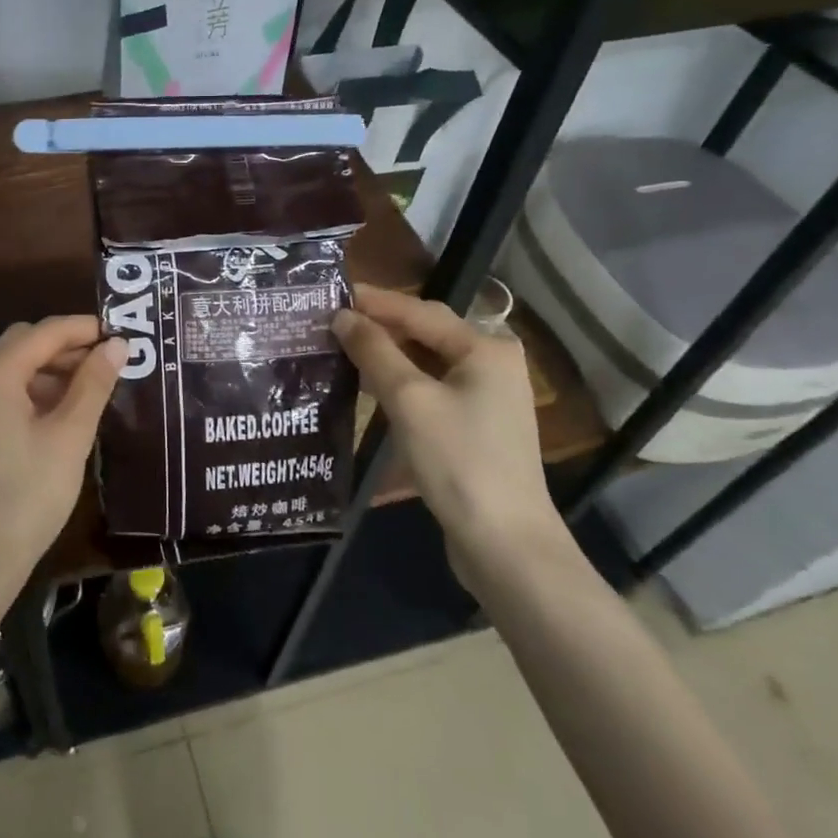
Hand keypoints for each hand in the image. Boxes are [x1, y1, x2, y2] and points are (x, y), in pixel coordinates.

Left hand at [0, 317, 125, 611]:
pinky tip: (60, 414)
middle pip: (22, 345)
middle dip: (66, 348)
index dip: (83, 329)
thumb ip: (93, 385)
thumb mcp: (69, 438)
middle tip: (109, 362)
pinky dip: (30, 394)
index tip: (121, 334)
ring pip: (10, 370)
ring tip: (91, 389)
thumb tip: (117, 345)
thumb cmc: (27, 497)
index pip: (42, 333)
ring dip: (49, 371)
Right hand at [332, 285, 570, 591]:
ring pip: (427, 362)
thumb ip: (374, 351)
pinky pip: (432, 388)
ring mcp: (487, 397)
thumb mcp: (409, 399)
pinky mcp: (477, 426)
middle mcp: (492, 363)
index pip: (419, 310)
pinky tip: (370, 386)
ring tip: (342, 349)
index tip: (331, 294)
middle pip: (426, 333)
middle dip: (380, 326)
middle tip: (331, 322)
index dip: (374, 301)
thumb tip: (342, 316)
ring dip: (387, 355)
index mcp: (485, 348)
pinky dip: (401, 382)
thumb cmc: (458, 460)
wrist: (505, 543)